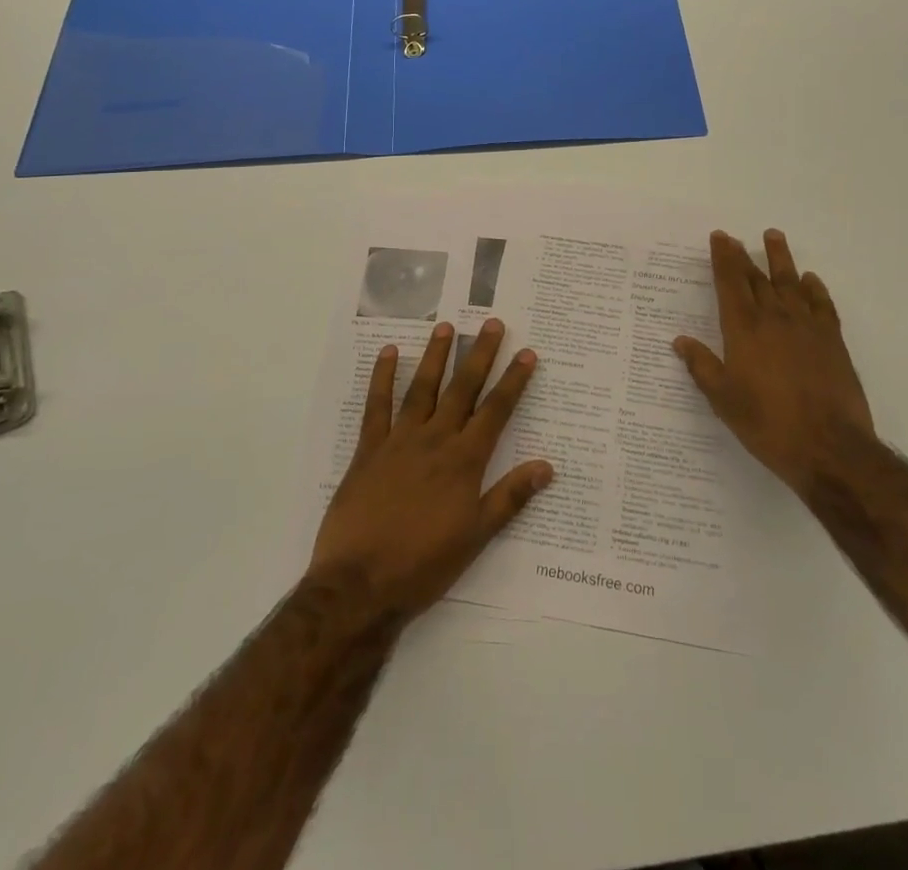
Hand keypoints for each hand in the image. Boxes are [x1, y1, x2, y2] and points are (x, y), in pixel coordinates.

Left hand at [309, 320, 552, 618]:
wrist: (360, 585)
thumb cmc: (424, 565)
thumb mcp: (476, 536)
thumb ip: (510, 497)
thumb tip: (547, 466)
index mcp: (464, 461)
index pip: (496, 411)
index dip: (513, 381)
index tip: (527, 353)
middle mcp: (435, 440)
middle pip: (462, 389)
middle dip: (480, 355)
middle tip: (492, 323)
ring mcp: (399, 441)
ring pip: (421, 388)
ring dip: (435, 356)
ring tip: (446, 326)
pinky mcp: (368, 450)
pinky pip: (376, 406)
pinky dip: (382, 378)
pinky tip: (388, 353)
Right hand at [673, 230, 874, 497]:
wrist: (830, 447)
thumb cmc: (768, 424)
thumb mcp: (724, 400)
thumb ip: (703, 367)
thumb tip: (680, 341)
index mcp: (744, 330)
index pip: (730, 283)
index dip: (723, 259)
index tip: (720, 238)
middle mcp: (775, 318)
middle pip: (757, 278)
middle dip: (744, 256)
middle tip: (735, 238)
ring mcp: (807, 327)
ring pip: (791, 282)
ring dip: (780, 259)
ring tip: (773, 236)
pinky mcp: (833, 341)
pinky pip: (822, 304)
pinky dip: (814, 288)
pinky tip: (810, 280)